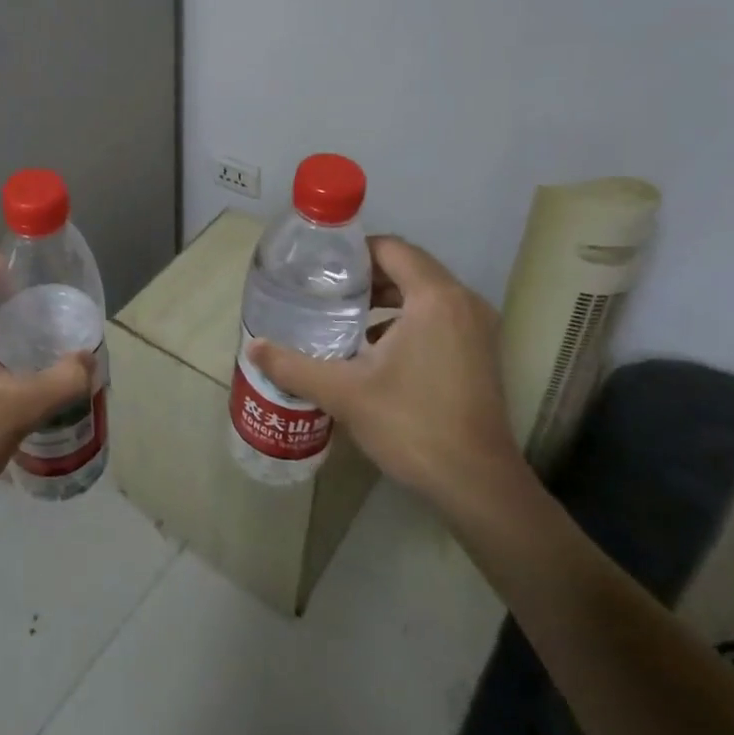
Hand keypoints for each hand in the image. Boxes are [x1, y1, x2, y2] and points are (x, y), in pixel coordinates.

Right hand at [247, 236, 521, 514]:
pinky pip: (439, 315)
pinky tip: (374, 346)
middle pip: (408, 266)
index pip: (391, 248)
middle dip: (366, 275)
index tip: (320, 268)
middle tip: (325, 290)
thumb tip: (252, 347)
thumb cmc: (412, 425)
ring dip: (386, 297)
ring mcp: (478, 328)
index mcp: (434, 297)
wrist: (477, 486)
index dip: (353, 252)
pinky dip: (407, 318)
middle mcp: (462, 302)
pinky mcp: (481, 351)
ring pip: (424, 292)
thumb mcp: (344, 393)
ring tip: (344, 314)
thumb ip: (293, 365)